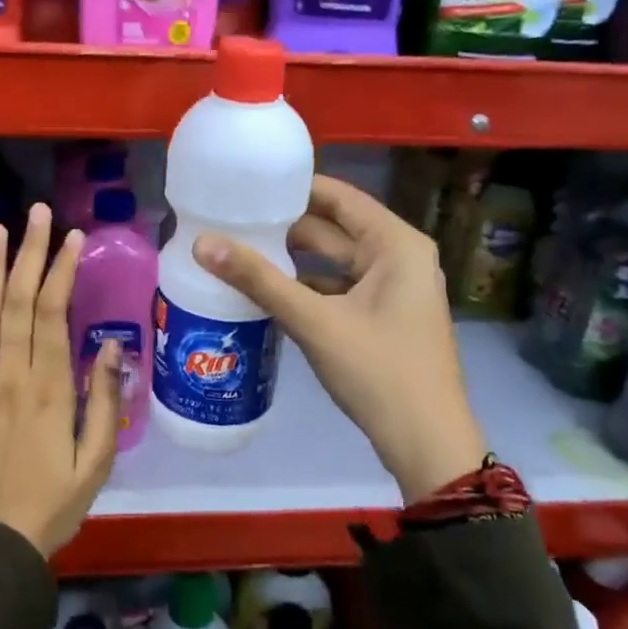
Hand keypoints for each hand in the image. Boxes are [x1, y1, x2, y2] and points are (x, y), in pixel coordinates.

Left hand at [0, 203, 123, 557]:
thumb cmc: (53, 504)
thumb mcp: (98, 462)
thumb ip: (104, 401)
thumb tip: (109, 347)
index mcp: (51, 388)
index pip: (54, 313)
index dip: (61, 270)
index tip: (71, 237)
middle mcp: (12, 375)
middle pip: (19, 302)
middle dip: (29, 253)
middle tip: (36, 213)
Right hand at [192, 174, 486, 502]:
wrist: (426, 443)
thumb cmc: (379, 372)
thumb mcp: (315, 321)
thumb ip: (258, 280)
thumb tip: (202, 243)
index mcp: (396, 245)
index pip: (339, 197)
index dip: (294, 188)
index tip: (246, 185)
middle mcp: (399, 259)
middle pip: (333, 229)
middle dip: (284, 227)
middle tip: (231, 220)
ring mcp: (393, 290)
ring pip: (333, 262)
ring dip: (291, 260)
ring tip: (239, 252)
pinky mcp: (382, 318)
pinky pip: (337, 289)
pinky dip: (305, 288)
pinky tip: (267, 293)